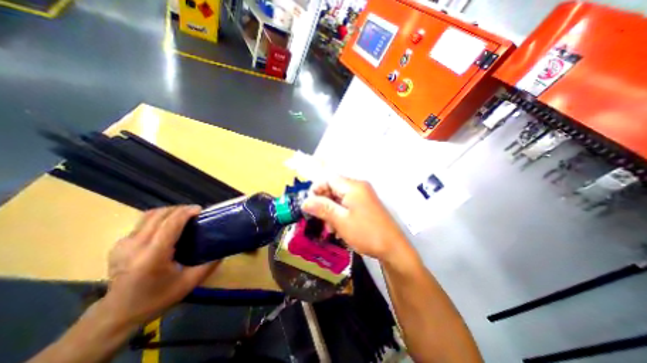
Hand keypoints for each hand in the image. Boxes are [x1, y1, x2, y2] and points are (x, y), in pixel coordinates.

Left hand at [103, 206, 217, 326]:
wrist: (117, 314)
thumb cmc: (157, 298)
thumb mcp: (189, 283)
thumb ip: (209, 264)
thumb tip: (223, 249)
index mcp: (152, 256)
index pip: (170, 224)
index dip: (187, 212)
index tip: (201, 210)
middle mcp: (135, 246)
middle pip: (160, 215)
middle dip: (180, 209)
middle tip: (196, 213)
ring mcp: (123, 244)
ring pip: (150, 215)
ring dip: (170, 211)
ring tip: (184, 216)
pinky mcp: (119, 244)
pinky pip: (143, 222)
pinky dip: (160, 218)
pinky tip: (169, 226)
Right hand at [304, 177, 407, 262]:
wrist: (393, 248)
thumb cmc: (366, 233)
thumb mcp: (340, 221)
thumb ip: (322, 208)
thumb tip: (305, 201)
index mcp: (353, 186)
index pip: (329, 178)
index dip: (316, 189)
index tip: (309, 204)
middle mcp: (359, 187)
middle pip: (334, 188)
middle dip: (324, 202)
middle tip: (320, 219)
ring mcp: (363, 196)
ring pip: (339, 198)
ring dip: (331, 210)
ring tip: (330, 228)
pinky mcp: (365, 204)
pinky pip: (347, 204)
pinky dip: (340, 213)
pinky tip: (339, 228)